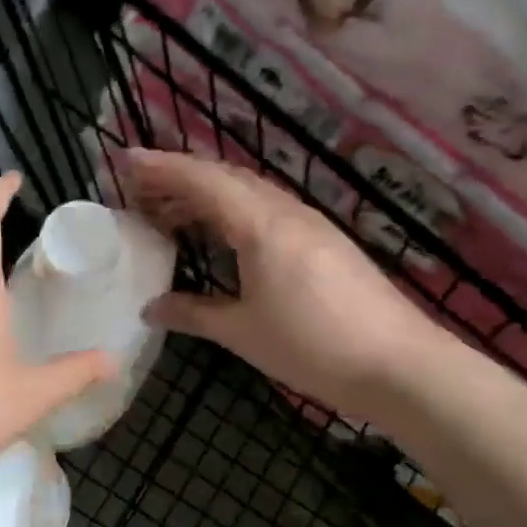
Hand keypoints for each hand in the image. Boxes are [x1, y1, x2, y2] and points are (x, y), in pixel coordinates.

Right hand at [121, 148, 442, 413]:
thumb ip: (193, 313)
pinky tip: (222, 235)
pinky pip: (267, 209)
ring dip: (206, 194)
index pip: (202, 180)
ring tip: (170, 213)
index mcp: (260, 225)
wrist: (401, 366)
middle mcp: (286, 212)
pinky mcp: (325, 242)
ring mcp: (310, 224)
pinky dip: (232, 211)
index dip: (161, 167)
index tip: (125, 160)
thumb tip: (151, 307)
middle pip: (225, 177)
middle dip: (179, 176)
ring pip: (248, 192)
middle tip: (139, 190)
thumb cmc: (313, 346)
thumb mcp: (243, 332)